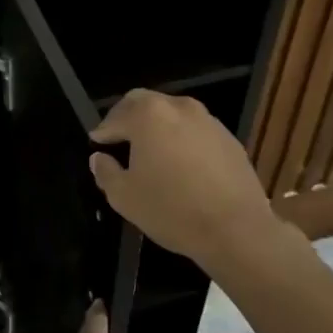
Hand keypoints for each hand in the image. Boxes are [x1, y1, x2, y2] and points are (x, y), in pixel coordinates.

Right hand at [88, 90, 282, 269]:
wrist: (236, 229)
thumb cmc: (171, 210)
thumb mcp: (124, 197)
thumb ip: (106, 172)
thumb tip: (99, 158)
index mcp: (149, 116)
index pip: (116, 116)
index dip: (103, 131)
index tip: (96, 143)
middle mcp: (179, 108)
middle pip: (145, 103)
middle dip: (128, 118)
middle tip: (119, 139)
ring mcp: (208, 121)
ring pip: (173, 114)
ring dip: (158, 127)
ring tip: (150, 153)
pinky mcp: (229, 138)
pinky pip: (196, 131)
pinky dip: (182, 140)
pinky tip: (180, 165)